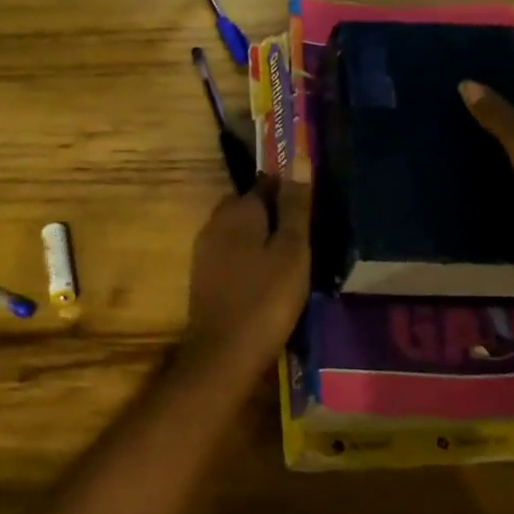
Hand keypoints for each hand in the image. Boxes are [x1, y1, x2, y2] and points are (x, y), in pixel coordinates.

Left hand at [181, 175, 312, 381]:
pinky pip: (230, 252)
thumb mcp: (291, 250)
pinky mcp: (204, 277)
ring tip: (288, 254)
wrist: (223, 355)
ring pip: (237, 230)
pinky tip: (266, 275)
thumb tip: (296, 158)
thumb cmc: (266, 299)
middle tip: (302, 231)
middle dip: (271, 211)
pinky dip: (248, 256)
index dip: (287, 188)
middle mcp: (215, 223)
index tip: (309, 203)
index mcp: (237, 211)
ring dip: (259, 235)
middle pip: (247, 204)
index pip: (264, 183)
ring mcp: (205, 251)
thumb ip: (294, 207)